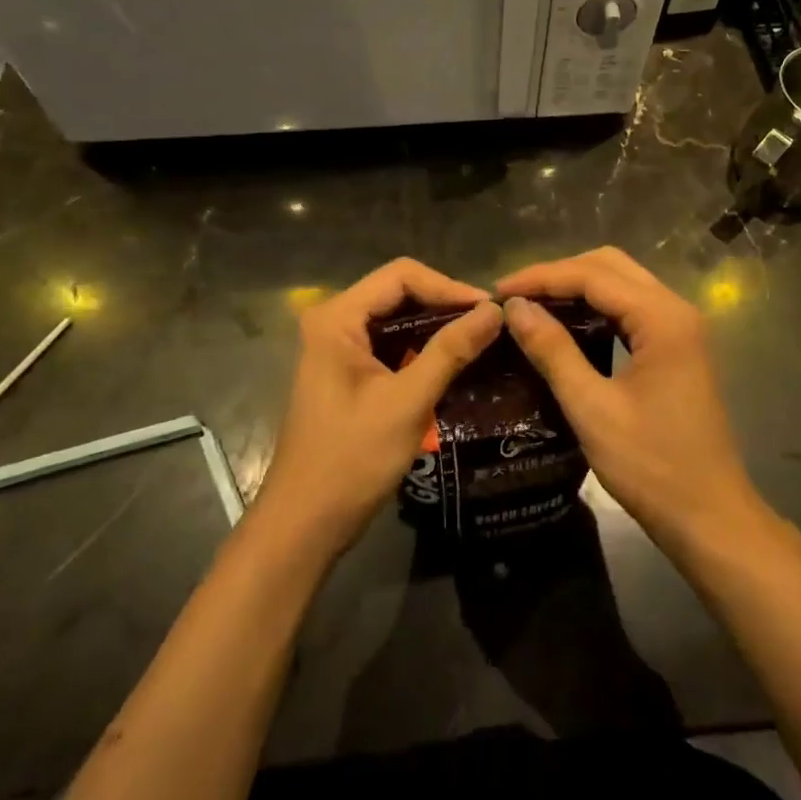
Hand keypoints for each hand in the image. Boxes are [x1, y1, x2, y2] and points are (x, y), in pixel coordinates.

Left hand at [258, 258, 502, 558]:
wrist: (305, 524)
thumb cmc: (351, 460)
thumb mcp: (407, 402)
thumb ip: (451, 351)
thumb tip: (495, 311)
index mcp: (337, 318)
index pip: (402, 276)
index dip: (448, 286)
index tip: (488, 310)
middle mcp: (334, 321)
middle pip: (399, 292)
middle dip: (445, 304)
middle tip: (490, 324)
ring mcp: (338, 346)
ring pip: (397, 318)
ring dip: (436, 326)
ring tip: (480, 339)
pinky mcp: (347, 370)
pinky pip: (390, 343)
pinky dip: (422, 347)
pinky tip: (454, 361)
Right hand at [498, 248, 764, 554]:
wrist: (710, 518)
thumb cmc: (652, 467)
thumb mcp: (593, 410)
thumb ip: (553, 352)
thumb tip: (515, 308)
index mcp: (662, 318)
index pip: (593, 275)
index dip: (541, 278)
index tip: (497, 292)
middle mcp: (676, 310)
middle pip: (610, 266)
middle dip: (558, 274)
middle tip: (514, 297)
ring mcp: (681, 327)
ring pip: (622, 283)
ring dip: (577, 287)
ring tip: (531, 306)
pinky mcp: (678, 347)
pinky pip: (631, 308)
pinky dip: (596, 307)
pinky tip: (567, 324)